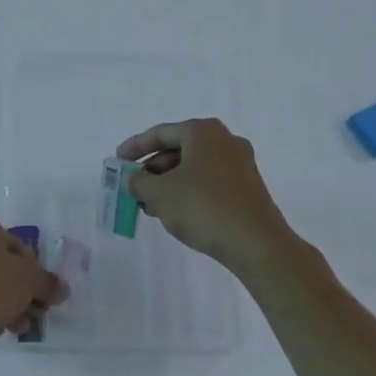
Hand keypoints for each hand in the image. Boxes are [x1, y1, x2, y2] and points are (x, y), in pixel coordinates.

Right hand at [117, 118, 293, 269]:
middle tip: (134, 187)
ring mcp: (240, 163)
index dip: (135, 147)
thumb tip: (133, 180)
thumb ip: (138, 182)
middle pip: (178, 149)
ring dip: (169, 183)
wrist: (257, 244)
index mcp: (203, 131)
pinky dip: (189, 191)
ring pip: (194, 167)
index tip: (117, 161)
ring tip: (150, 206)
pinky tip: (176, 213)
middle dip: (153, 169)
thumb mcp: (160, 194)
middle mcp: (224, 140)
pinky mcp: (248, 187)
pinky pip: (209, 181)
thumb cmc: (204, 208)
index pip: (160, 133)